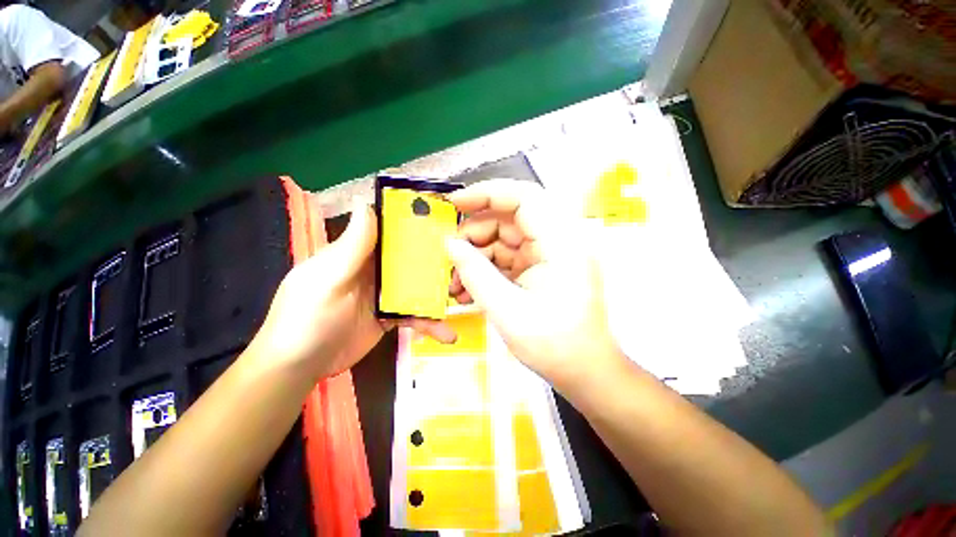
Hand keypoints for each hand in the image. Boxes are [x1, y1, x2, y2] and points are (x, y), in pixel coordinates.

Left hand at [253, 201, 453, 378]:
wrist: (299, 368)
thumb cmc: (307, 317)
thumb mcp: (329, 278)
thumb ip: (352, 245)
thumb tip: (367, 202)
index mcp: (357, 253)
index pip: (388, 231)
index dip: (414, 224)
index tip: (443, 222)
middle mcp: (373, 269)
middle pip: (409, 258)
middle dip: (435, 260)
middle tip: (465, 262)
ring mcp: (383, 294)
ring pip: (416, 286)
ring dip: (437, 294)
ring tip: (462, 300)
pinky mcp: (389, 317)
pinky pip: (414, 314)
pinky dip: (429, 322)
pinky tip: (446, 333)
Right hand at [446, 179, 624, 393]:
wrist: (582, 371)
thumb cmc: (553, 344)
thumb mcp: (506, 309)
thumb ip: (475, 273)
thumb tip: (449, 244)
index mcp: (561, 243)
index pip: (524, 198)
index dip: (487, 193)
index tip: (455, 203)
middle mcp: (557, 241)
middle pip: (508, 220)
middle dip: (474, 236)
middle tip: (450, 259)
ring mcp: (548, 254)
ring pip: (503, 240)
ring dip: (476, 258)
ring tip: (455, 284)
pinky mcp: (539, 268)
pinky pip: (507, 258)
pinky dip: (486, 270)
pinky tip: (468, 290)